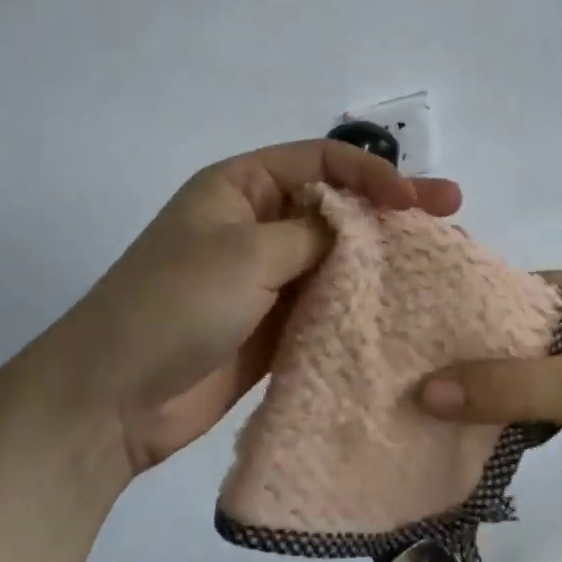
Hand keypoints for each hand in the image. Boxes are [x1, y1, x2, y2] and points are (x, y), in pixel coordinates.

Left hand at [56, 140, 462, 473]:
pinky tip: (402, 306)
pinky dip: (359, 303)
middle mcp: (257, 224)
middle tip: (449, 214)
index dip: (372, 173)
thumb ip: (314, 234)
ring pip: (335, 258)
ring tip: (437, 261)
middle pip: (335, 207)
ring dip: (380, 259)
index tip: (415, 198)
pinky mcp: (273, 325)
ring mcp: (266, 278)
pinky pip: (326, 304)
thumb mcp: (246, 252)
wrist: (111, 399)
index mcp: (242, 187)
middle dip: (389, 210)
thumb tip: (359, 228)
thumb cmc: (174, 303)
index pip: (321, 162)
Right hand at [418, 268, 561, 521]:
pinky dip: (514, 410)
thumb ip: (503, 387)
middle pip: (511, 330)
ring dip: (489, 386)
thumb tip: (422, 392)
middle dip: (468, 353)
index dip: (461, 311)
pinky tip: (474, 427)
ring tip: (429, 401)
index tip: (412, 335)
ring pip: (525, 366)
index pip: (505, 289)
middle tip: (410, 373)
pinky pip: (542, 397)